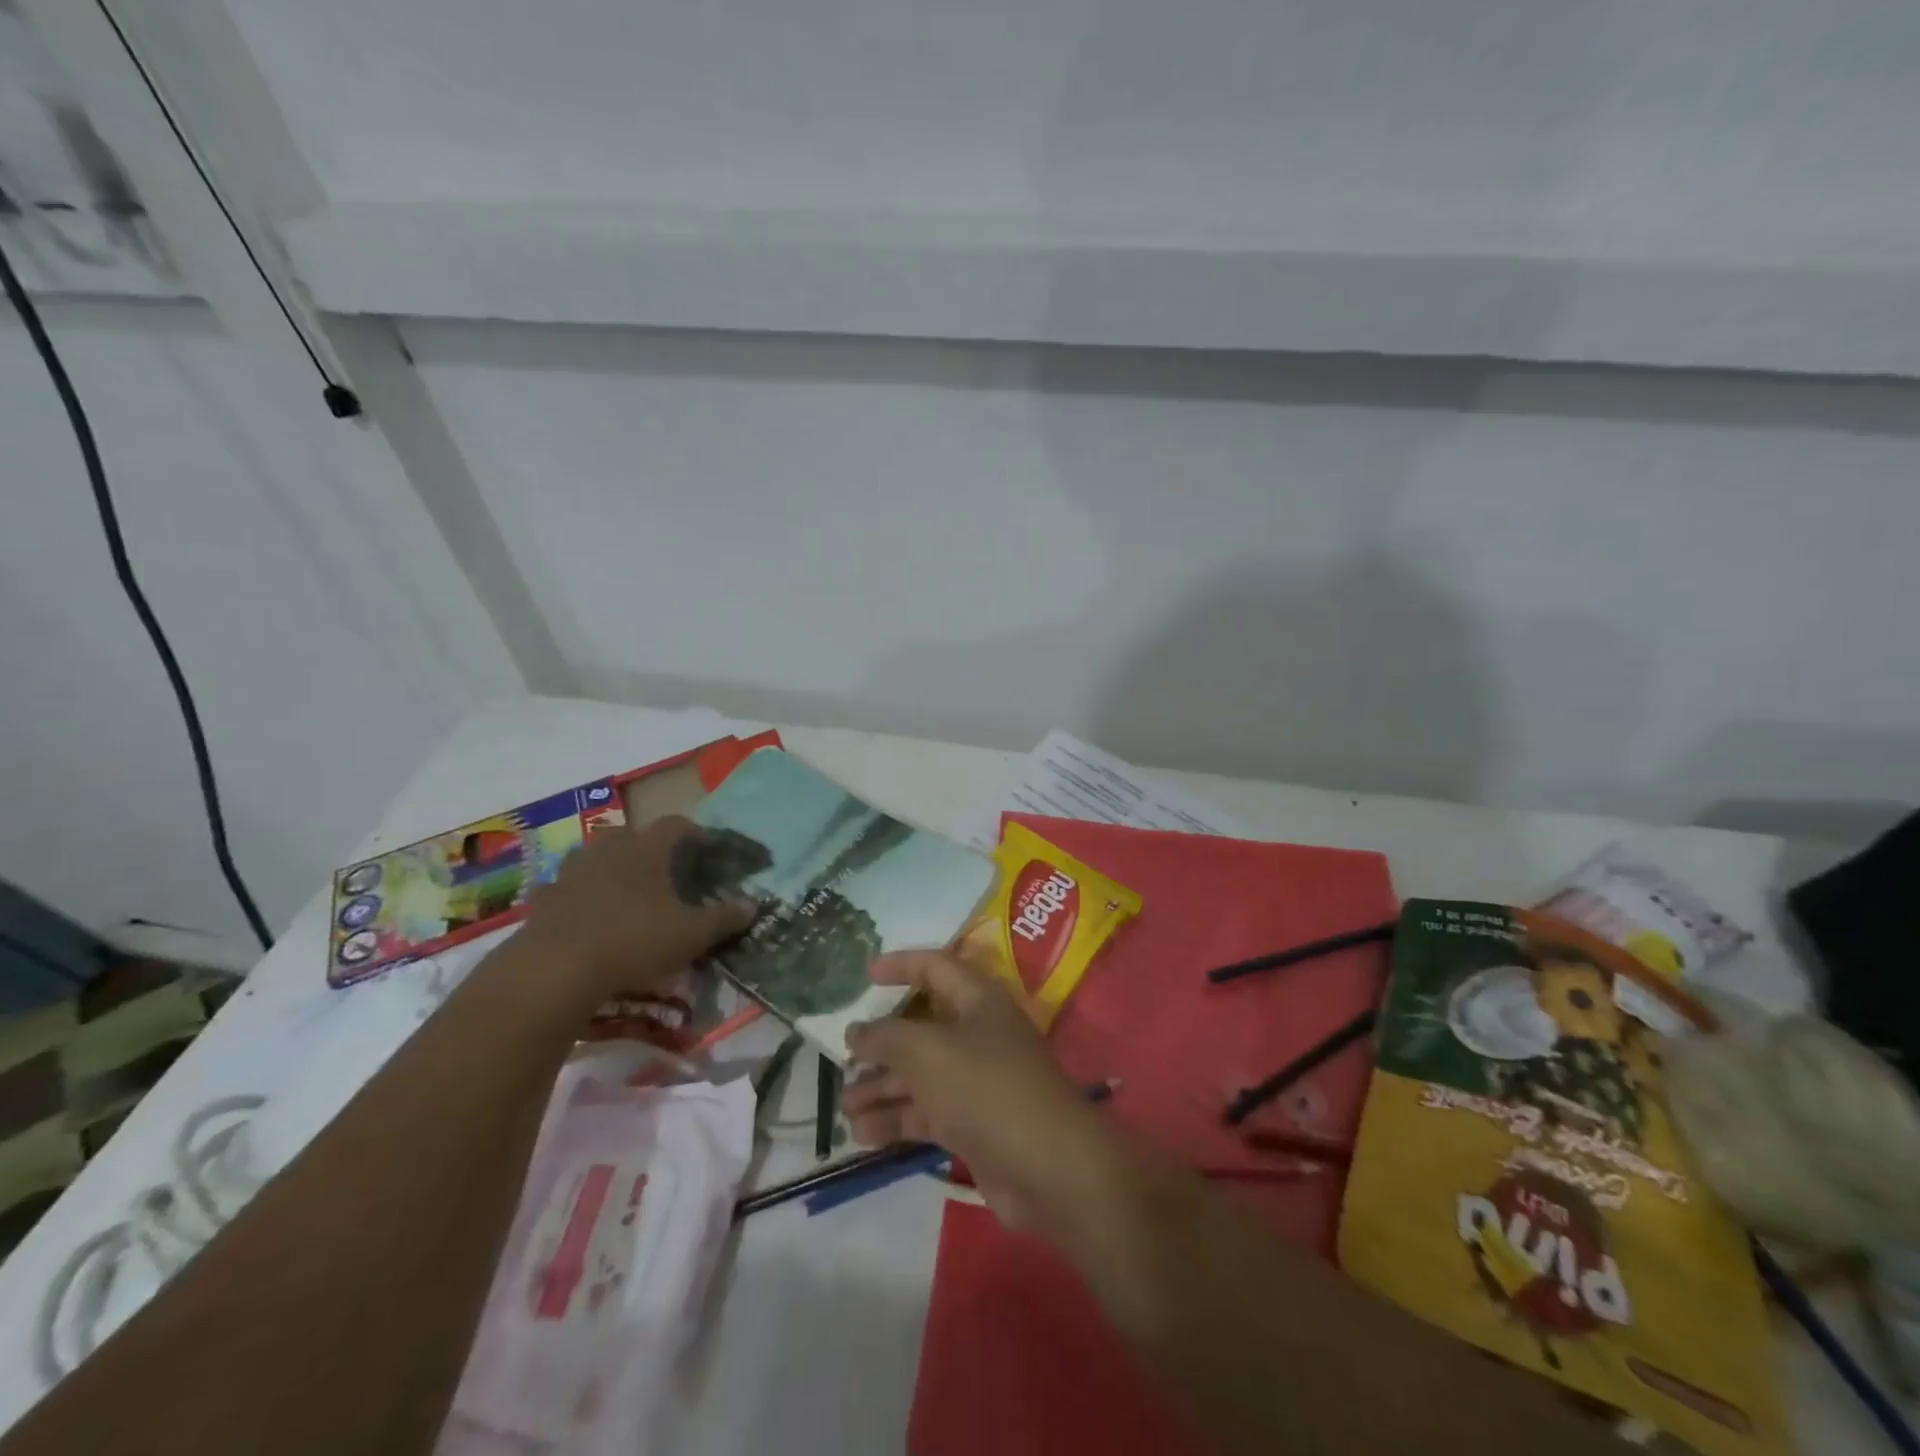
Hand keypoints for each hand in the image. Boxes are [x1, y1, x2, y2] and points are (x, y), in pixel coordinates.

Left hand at [515, 815, 759, 1005]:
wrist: (557, 969)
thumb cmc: (634, 941)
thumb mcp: (691, 935)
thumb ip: (723, 918)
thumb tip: (753, 904)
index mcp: (647, 850)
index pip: (676, 824)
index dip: (695, 833)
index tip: (708, 848)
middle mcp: (609, 850)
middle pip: (630, 834)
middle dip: (646, 847)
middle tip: (661, 871)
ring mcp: (571, 873)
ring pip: (592, 857)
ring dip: (607, 867)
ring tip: (621, 890)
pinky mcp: (543, 900)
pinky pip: (561, 889)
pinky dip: (573, 897)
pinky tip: (581, 916)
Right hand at [843, 951, 1110, 1230]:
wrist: (1048, 1167)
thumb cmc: (986, 1088)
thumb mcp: (928, 1053)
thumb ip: (887, 1037)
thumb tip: (856, 1030)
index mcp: (977, 1000)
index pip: (936, 967)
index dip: (901, 965)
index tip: (865, 975)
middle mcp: (977, 1033)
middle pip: (922, 1026)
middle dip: (882, 1041)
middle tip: (843, 1056)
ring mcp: (976, 1080)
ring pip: (920, 1073)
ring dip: (882, 1086)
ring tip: (845, 1104)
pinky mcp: (973, 1123)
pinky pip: (927, 1111)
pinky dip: (896, 1119)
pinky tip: (862, 1134)